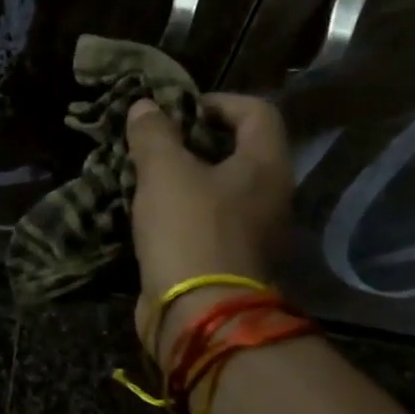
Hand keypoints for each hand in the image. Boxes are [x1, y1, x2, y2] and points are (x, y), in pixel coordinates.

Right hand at [127, 93, 293, 363]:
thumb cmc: (188, 229)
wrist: (197, 312)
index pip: (257, 112)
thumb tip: (144, 106)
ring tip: (145, 174)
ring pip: (219, 188)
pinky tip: (149, 211)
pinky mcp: (228, 259)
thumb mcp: (164, 171)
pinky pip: (207, 220)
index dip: (218, 101)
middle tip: (156, 142)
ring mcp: (252, 231)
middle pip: (238, 151)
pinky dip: (181, 210)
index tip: (178, 110)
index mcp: (266, 166)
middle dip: (195, 141)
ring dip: (184, 177)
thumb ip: (154, 134)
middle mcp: (269, 195)